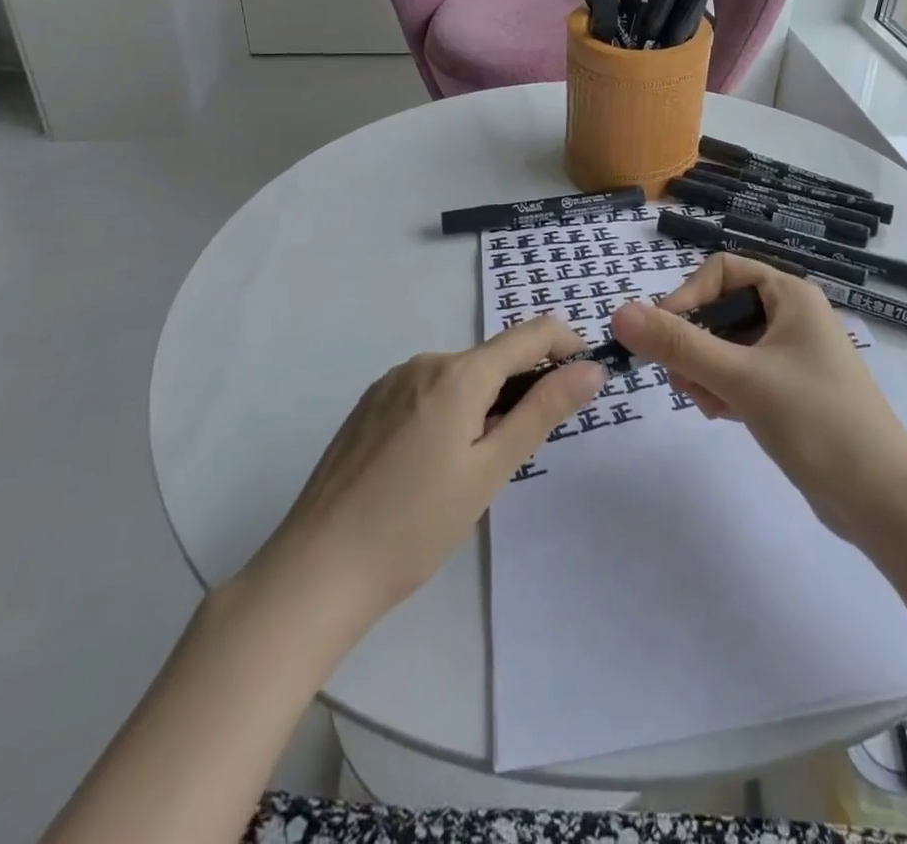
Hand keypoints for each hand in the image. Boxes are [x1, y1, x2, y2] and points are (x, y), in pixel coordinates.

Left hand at [238, 316, 603, 628]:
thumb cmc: (415, 525)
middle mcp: (424, 362)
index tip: (586, 377)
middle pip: (494, 357)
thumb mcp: (491, 470)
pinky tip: (435, 462)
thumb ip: (543, 411)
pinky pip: (428, 389)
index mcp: (458, 374)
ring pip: (461, 375)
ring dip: (487, 400)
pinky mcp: (369, 404)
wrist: (314, 572)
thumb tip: (591, 367)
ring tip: (476, 464)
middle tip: (524, 446)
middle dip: (524, 385)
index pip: (531, 334)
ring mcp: (391, 381)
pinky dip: (452, 408)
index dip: (567, 346)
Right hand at [608, 256, 906, 547]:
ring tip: (708, 404)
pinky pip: (740, 374)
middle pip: (720, 308)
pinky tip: (723, 416)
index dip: (687, 297)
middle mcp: (791, 316)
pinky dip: (723, 389)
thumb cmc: (817, 422)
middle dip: (693, 342)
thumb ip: (679, 344)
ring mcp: (791, 355)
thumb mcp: (741, 378)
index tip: (664, 338)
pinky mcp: (788, 390)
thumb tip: (619, 312)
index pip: (721, 271)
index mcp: (790, 295)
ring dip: (704, 370)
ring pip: (726, 345)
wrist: (883, 500)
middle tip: (683, 380)